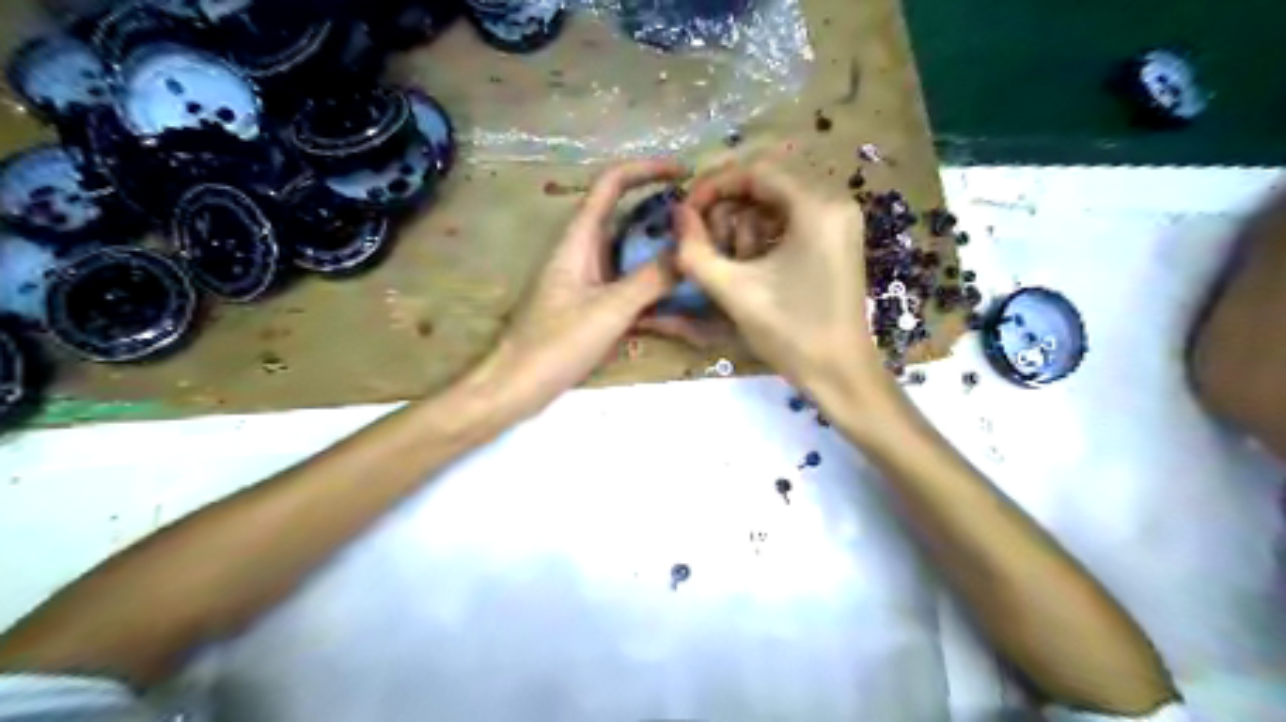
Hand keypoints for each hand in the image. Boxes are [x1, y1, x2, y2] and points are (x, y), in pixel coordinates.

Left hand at [476, 158, 686, 414]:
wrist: (516, 385)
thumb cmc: (555, 343)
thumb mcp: (609, 310)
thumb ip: (651, 280)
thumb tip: (689, 254)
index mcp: (579, 239)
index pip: (611, 183)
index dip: (646, 169)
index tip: (684, 172)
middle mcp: (582, 250)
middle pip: (623, 214)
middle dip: (661, 210)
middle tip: (701, 220)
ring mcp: (586, 277)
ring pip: (628, 250)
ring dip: (659, 246)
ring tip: (697, 252)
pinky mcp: (590, 302)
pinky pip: (626, 280)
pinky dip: (650, 279)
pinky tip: (677, 294)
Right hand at [657, 165, 889, 404]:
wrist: (840, 373)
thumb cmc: (790, 333)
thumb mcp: (734, 292)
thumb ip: (695, 251)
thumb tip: (677, 214)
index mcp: (816, 207)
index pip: (755, 170)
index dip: (713, 186)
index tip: (686, 214)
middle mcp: (835, 201)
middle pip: (767, 181)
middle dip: (729, 206)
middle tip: (705, 239)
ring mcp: (841, 219)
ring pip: (778, 199)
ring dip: (745, 220)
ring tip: (728, 256)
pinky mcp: (839, 238)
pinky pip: (792, 217)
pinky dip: (765, 232)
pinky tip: (752, 261)